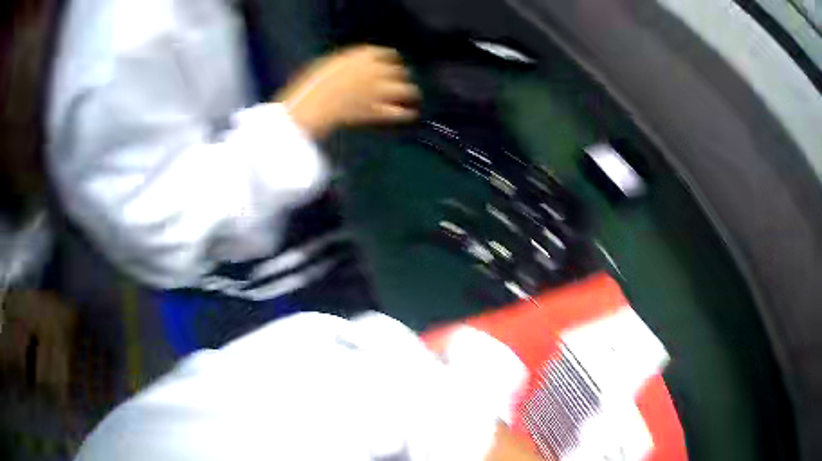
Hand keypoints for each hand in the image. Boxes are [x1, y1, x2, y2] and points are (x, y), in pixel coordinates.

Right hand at [276, 45, 419, 138]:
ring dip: (409, 92)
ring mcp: (379, 91)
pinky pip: (398, 112)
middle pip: (400, 71)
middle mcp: (376, 70)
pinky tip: (409, 114)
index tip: (393, 64)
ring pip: (406, 90)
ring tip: (412, 96)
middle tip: (400, 82)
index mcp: (362, 55)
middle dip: (400, 76)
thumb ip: (350, 63)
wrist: (311, 106)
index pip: (386, 54)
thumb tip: (357, 66)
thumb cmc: (312, 84)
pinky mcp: (377, 111)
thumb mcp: (331, 64)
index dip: (391, 60)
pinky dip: (405, 113)